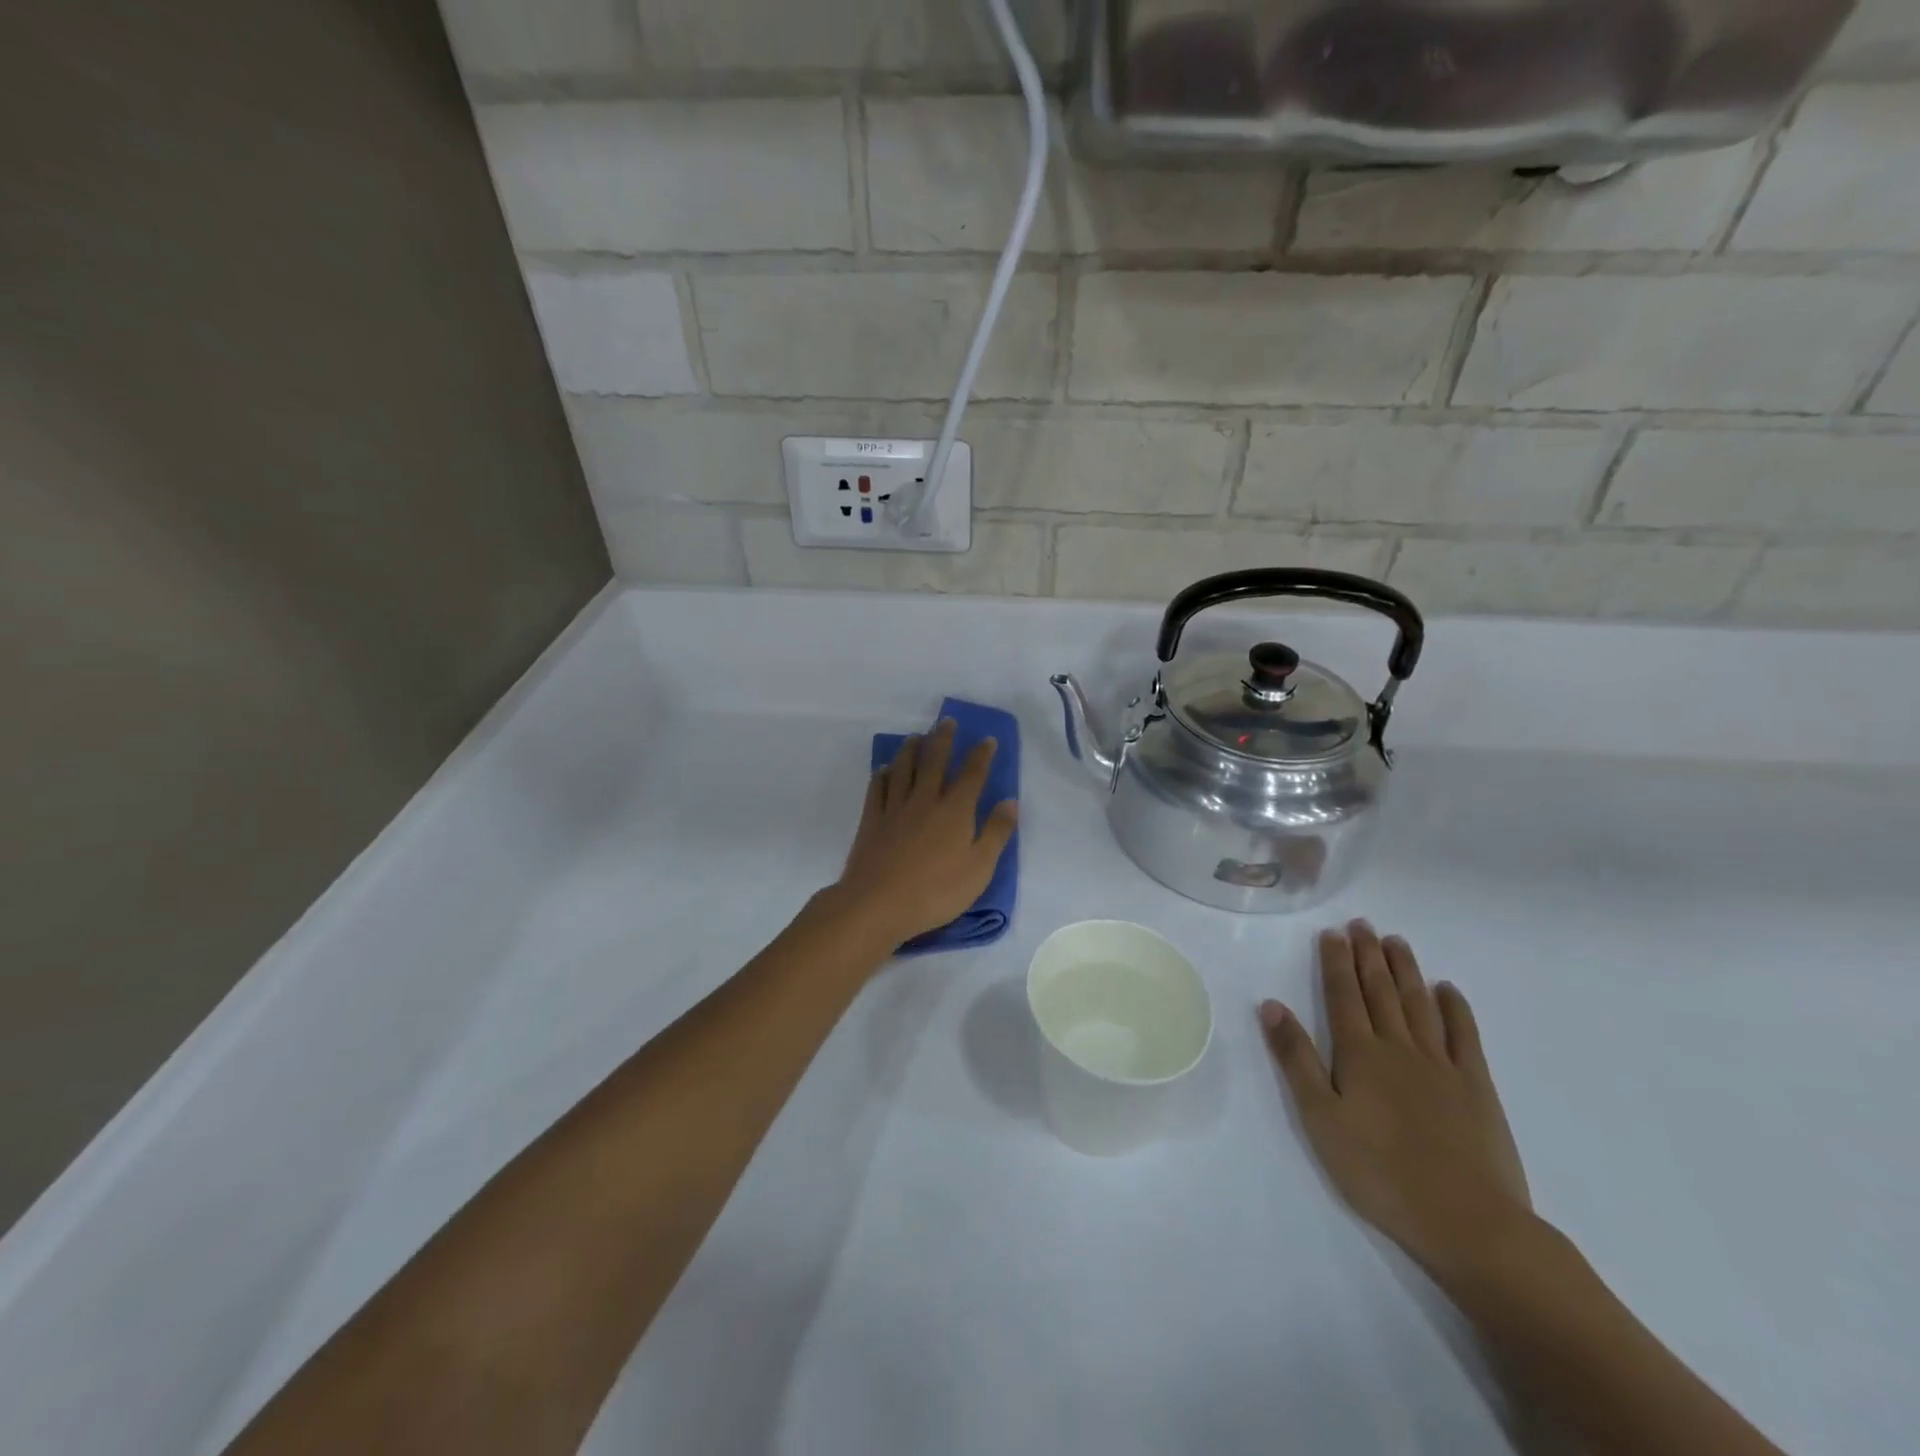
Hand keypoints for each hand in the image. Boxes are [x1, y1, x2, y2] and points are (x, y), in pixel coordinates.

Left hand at [831, 719, 1017, 949]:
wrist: (878, 904)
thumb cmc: (936, 891)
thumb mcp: (979, 868)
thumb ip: (996, 833)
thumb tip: (1010, 802)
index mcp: (955, 811)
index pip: (972, 775)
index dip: (981, 755)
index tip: (987, 739)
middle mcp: (925, 800)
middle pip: (934, 761)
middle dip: (943, 739)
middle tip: (946, 721)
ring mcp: (894, 808)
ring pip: (903, 768)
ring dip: (911, 749)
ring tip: (916, 736)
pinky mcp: (872, 821)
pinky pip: (877, 788)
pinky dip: (882, 774)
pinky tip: (884, 769)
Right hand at [1261, 922, 1531, 1284]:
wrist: (1468, 1222)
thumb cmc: (1380, 1172)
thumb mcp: (1320, 1118)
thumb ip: (1296, 1059)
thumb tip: (1271, 1005)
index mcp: (1359, 1054)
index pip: (1343, 995)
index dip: (1336, 962)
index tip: (1333, 932)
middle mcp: (1399, 1047)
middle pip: (1380, 991)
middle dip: (1368, 955)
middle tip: (1362, 924)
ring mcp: (1442, 1065)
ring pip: (1419, 1003)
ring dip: (1406, 970)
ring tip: (1396, 941)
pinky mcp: (1477, 1087)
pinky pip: (1465, 1035)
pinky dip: (1455, 1008)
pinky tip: (1447, 989)